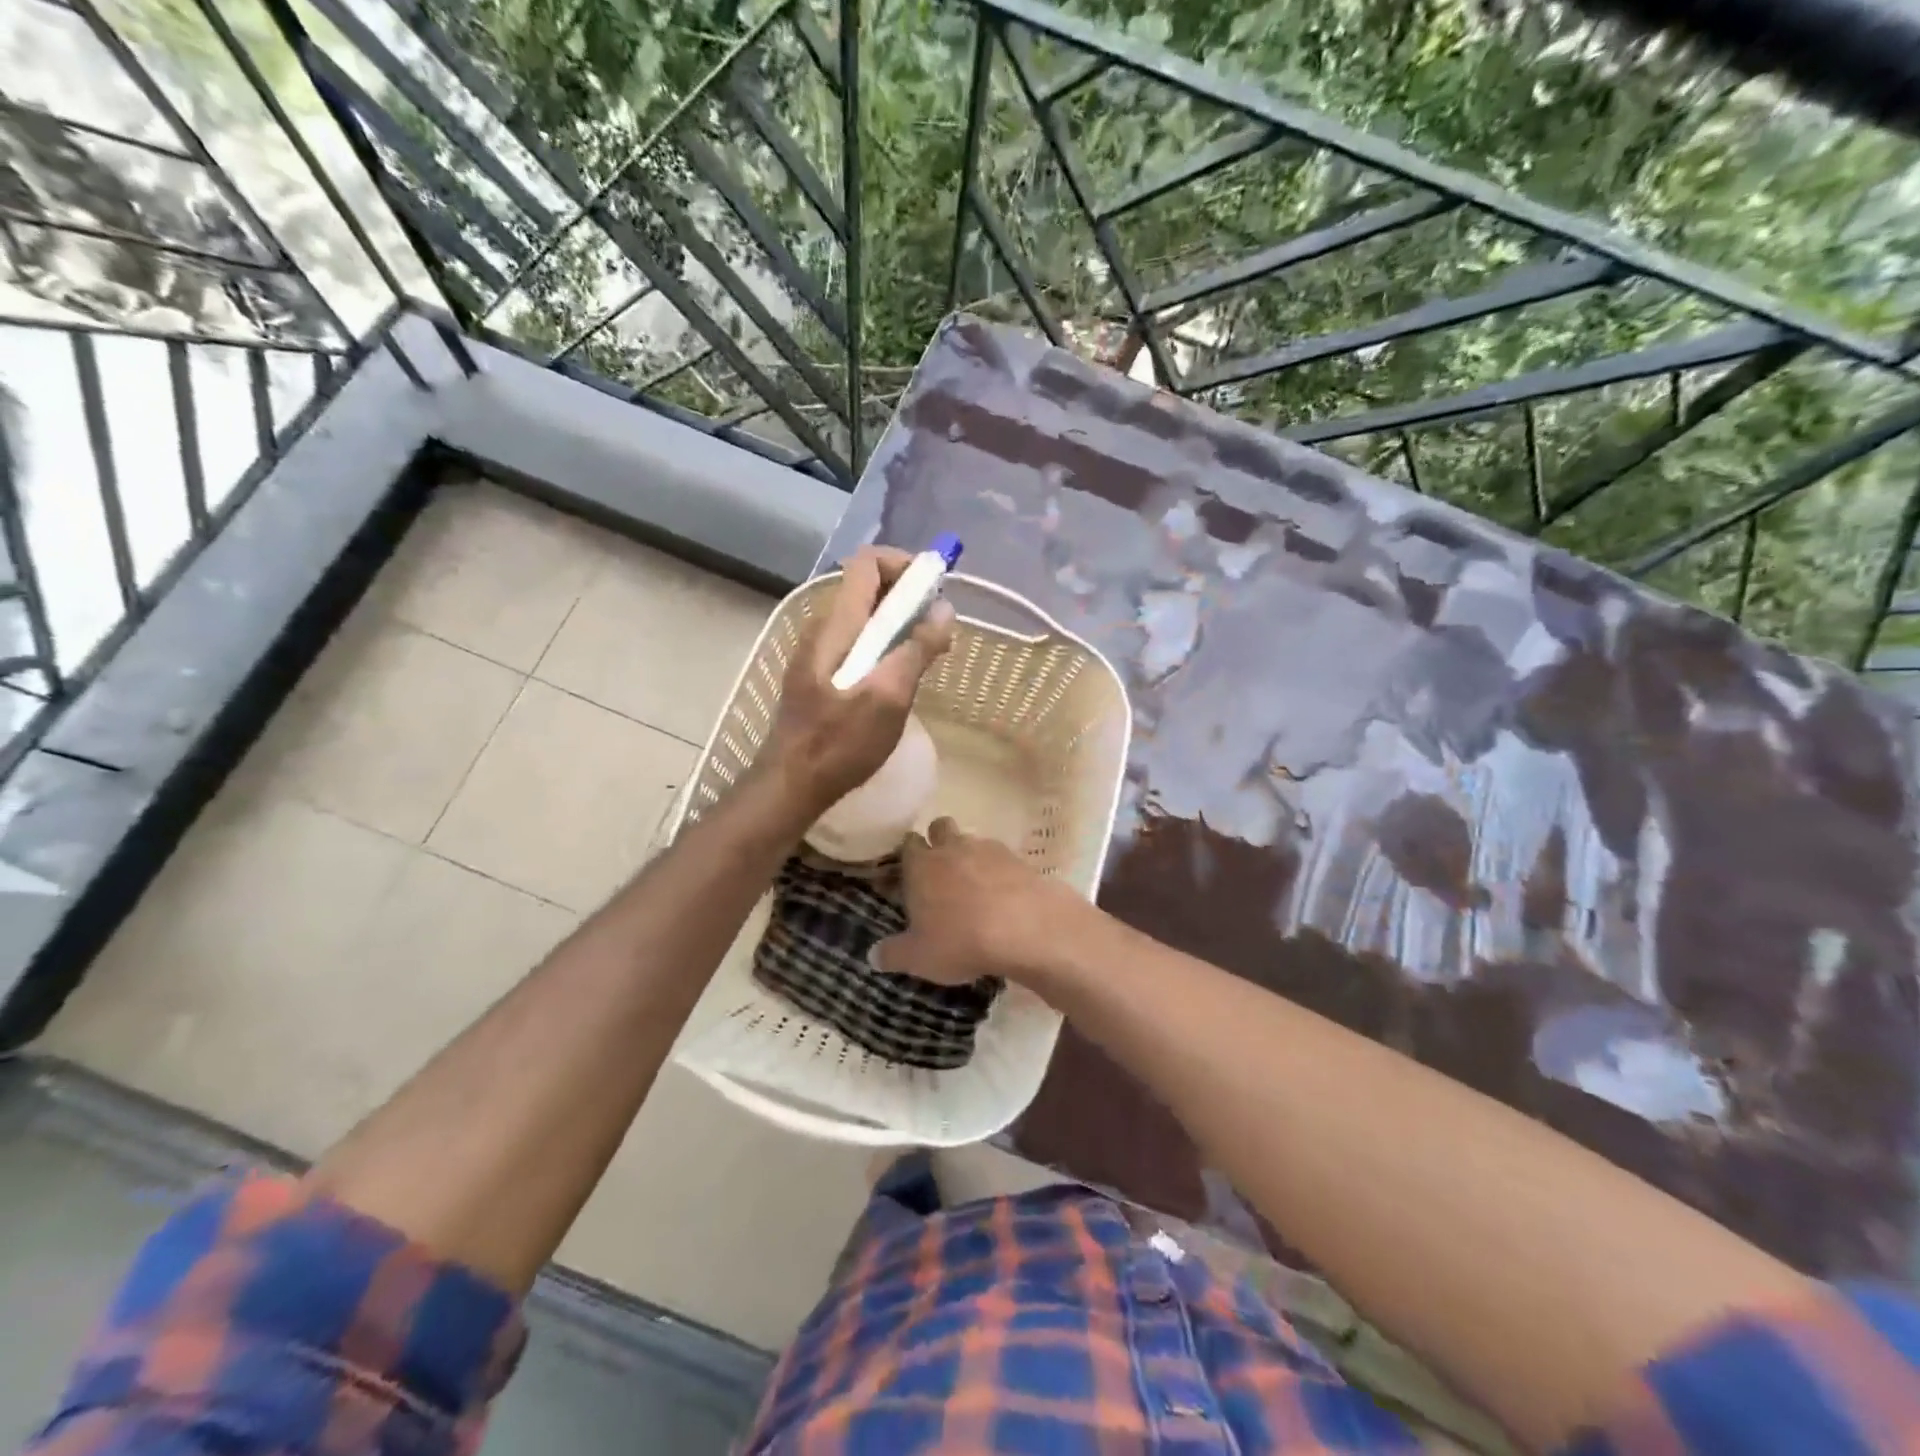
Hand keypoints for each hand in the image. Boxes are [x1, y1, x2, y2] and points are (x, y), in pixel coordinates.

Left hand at [763, 546, 954, 819]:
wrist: (791, 784)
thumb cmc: (840, 743)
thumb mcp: (889, 697)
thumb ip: (917, 650)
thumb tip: (944, 610)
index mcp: (838, 625)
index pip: (868, 562)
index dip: (904, 563)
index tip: (935, 589)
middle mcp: (824, 629)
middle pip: (868, 588)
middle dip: (908, 596)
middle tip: (939, 627)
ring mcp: (819, 654)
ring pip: (864, 619)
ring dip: (899, 624)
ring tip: (927, 654)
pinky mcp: (820, 677)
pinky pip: (858, 644)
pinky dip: (885, 646)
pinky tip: (900, 679)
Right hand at [872, 818, 1090, 986]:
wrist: (1026, 928)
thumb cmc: (960, 940)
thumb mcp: (918, 958)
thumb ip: (893, 954)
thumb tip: (874, 956)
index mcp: (921, 865)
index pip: (908, 844)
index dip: (908, 855)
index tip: (909, 873)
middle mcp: (952, 848)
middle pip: (940, 827)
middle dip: (939, 841)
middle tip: (941, 872)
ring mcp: (988, 849)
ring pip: (973, 840)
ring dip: (971, 856)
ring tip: (976, 887)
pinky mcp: (1019, 859)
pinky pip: (1002, 857)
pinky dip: (1000, 871)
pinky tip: (1004, 895)